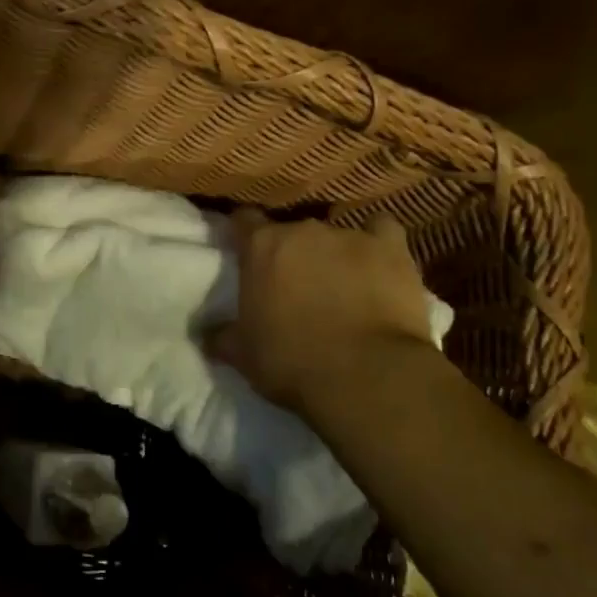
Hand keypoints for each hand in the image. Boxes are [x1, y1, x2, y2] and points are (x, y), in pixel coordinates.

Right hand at [208, 209, 435, 413]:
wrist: (365, 376)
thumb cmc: (292, 362)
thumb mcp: (243, 356)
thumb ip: (222, 337)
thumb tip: (206, 335)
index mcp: (261, 247)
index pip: (243, 220)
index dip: (243, 233)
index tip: (243, 250)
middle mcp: (303, 230)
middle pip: (291, 229)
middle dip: (291, 251)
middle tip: (294, 282)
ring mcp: (349, 236)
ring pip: (335, 232)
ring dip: (333, 252)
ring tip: (340, 281)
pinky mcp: (390, 249)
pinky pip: (382, 231)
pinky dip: (378, 243)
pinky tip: (378, 261)